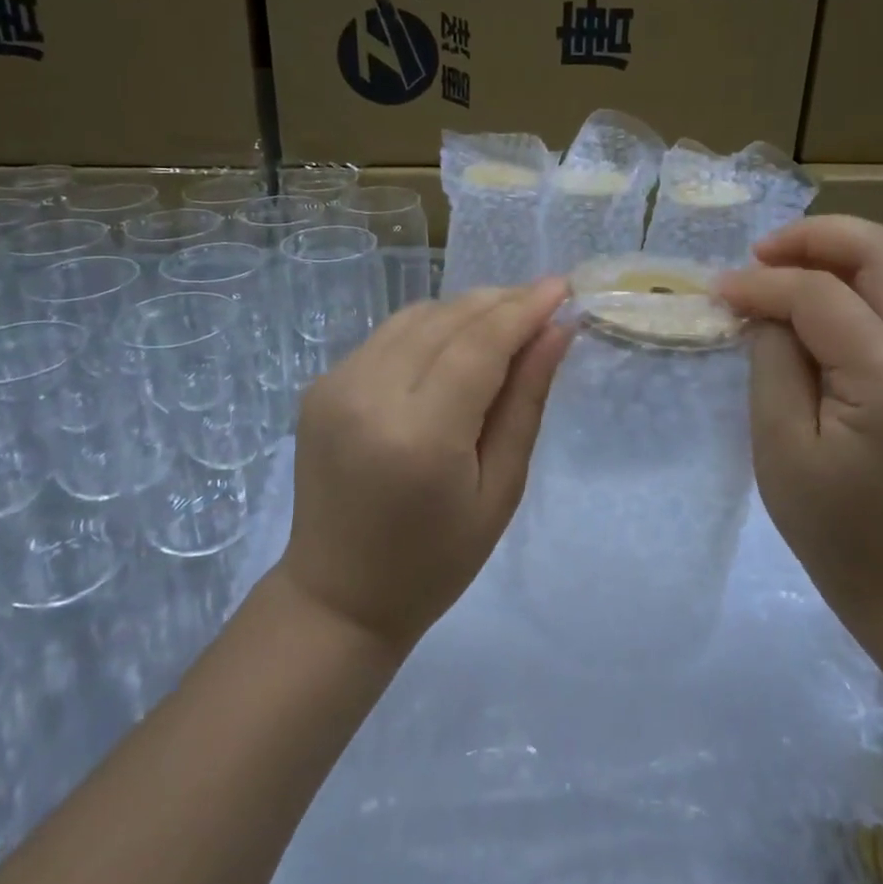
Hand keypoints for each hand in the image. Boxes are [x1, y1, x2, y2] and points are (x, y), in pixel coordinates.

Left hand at [280, 280, 571, 652]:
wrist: (338, 596)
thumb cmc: (436, 560)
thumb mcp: (500, 489)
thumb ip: (526, 401)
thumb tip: (557, 331)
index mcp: (420, 435)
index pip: (480, 344)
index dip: (524, 309)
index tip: (561, 287)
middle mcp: (369, 395)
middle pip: (447, 319)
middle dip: (500, 302)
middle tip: (542, 300)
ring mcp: (336, 385)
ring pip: (416, 317)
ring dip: (466, 309)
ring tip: (506, 319)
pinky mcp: (321, 385)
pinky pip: (388, 336)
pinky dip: (430, 328)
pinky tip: (456, 343)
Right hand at [715, 217, 882, 620]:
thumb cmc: (832, 524)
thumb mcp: (779, 445)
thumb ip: (772, 360)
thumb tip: (763, 305)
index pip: (822, 296)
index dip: (763, 283)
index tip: (718, 291)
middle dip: (815, 236)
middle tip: (759, 255)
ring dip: (833, 251)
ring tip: (777, 268)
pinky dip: (848, 277)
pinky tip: (806, 296)